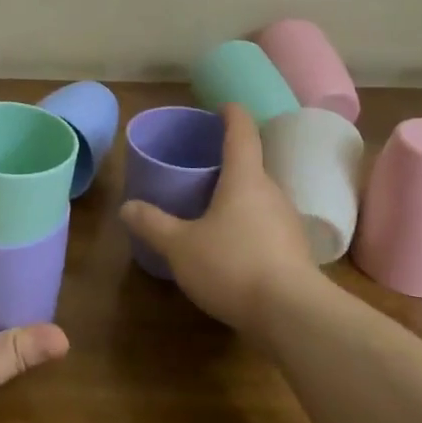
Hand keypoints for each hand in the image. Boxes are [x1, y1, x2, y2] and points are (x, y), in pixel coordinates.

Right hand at [119, 103, 318, 335]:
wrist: (293, 316)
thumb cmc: (232, 265)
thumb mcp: (180, 246)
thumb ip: (153, 224)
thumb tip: (127, 206)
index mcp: (245, 178)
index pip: (242, 132)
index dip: (232, 114)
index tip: (222, 106)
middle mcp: (271, 192)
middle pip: (251, 165)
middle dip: (228, 162)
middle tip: (201, 165)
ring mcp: (287, 222)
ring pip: (259, 198)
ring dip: (238, 196)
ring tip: (211, 206)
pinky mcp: (294, 252)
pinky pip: (266, 225)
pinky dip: (248, 225)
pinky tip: (230, 246)